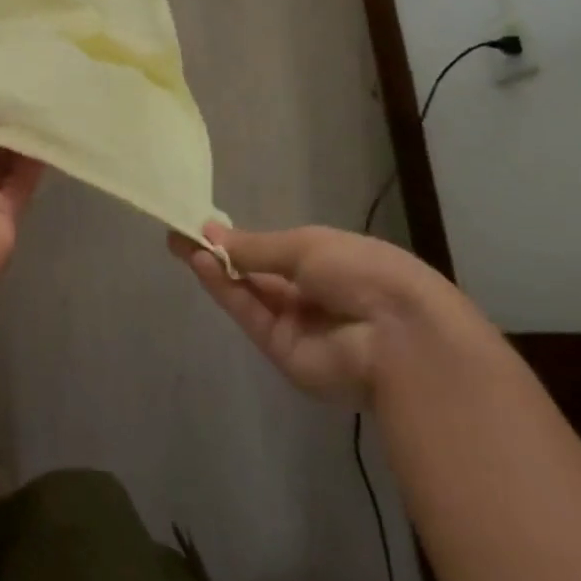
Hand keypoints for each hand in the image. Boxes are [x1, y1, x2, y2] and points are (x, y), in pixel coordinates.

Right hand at [172, 221, 471, 403]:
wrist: (400, 335)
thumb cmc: (362, 271)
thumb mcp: (306, 245)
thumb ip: (255, 246)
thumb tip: (211, 232)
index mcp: (330, 264)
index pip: (277, 252)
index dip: (242, 240)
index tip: (204, 226)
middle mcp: (313, 296)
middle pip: (258, 275)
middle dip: (221, 254)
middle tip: (181, 235)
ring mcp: (299, 327)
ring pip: (250, 295)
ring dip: (217, 269)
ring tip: (181, 244)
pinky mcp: (285, 354)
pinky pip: (251, 316)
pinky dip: (225, 290)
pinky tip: (201, 263)